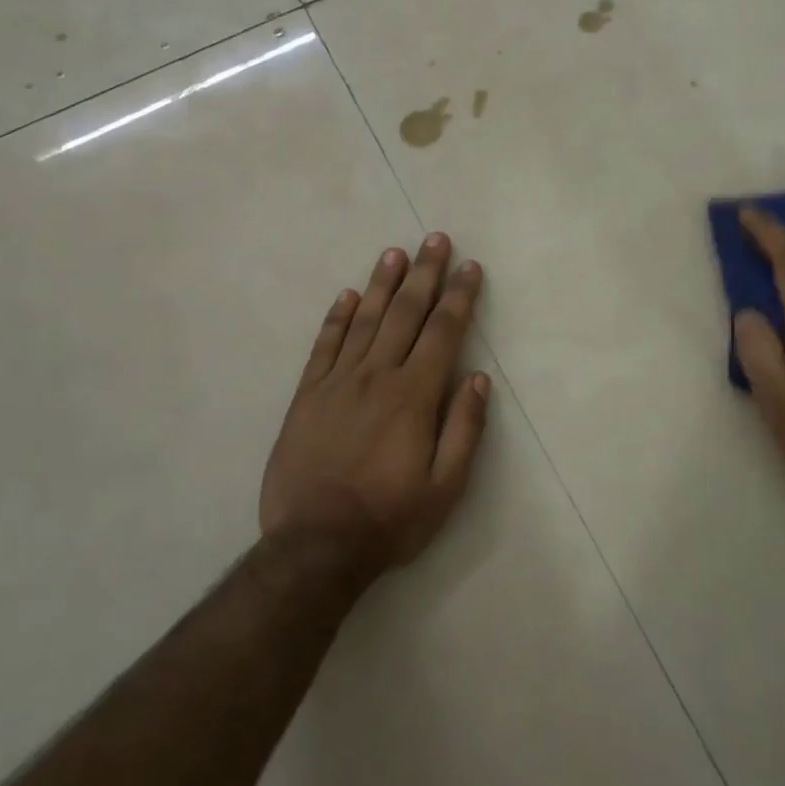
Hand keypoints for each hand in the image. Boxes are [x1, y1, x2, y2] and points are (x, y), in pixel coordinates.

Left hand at [261, 234, 489, 568]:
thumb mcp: (446, 488)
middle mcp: (377, 376)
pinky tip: (348, 295)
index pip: (443, 332)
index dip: (459, 296)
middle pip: (406, 313)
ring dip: (383, 284)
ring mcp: (337, 383)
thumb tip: (478, 378)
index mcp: (414, 396)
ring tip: (396, 253)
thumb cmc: (390, 519)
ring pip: (365, 320)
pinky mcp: (307, 396)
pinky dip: (337, 317)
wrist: (315, 546)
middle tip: (435, 239)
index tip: (469, 267)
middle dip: (425, 274)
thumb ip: (464, 429)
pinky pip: (324, 346)